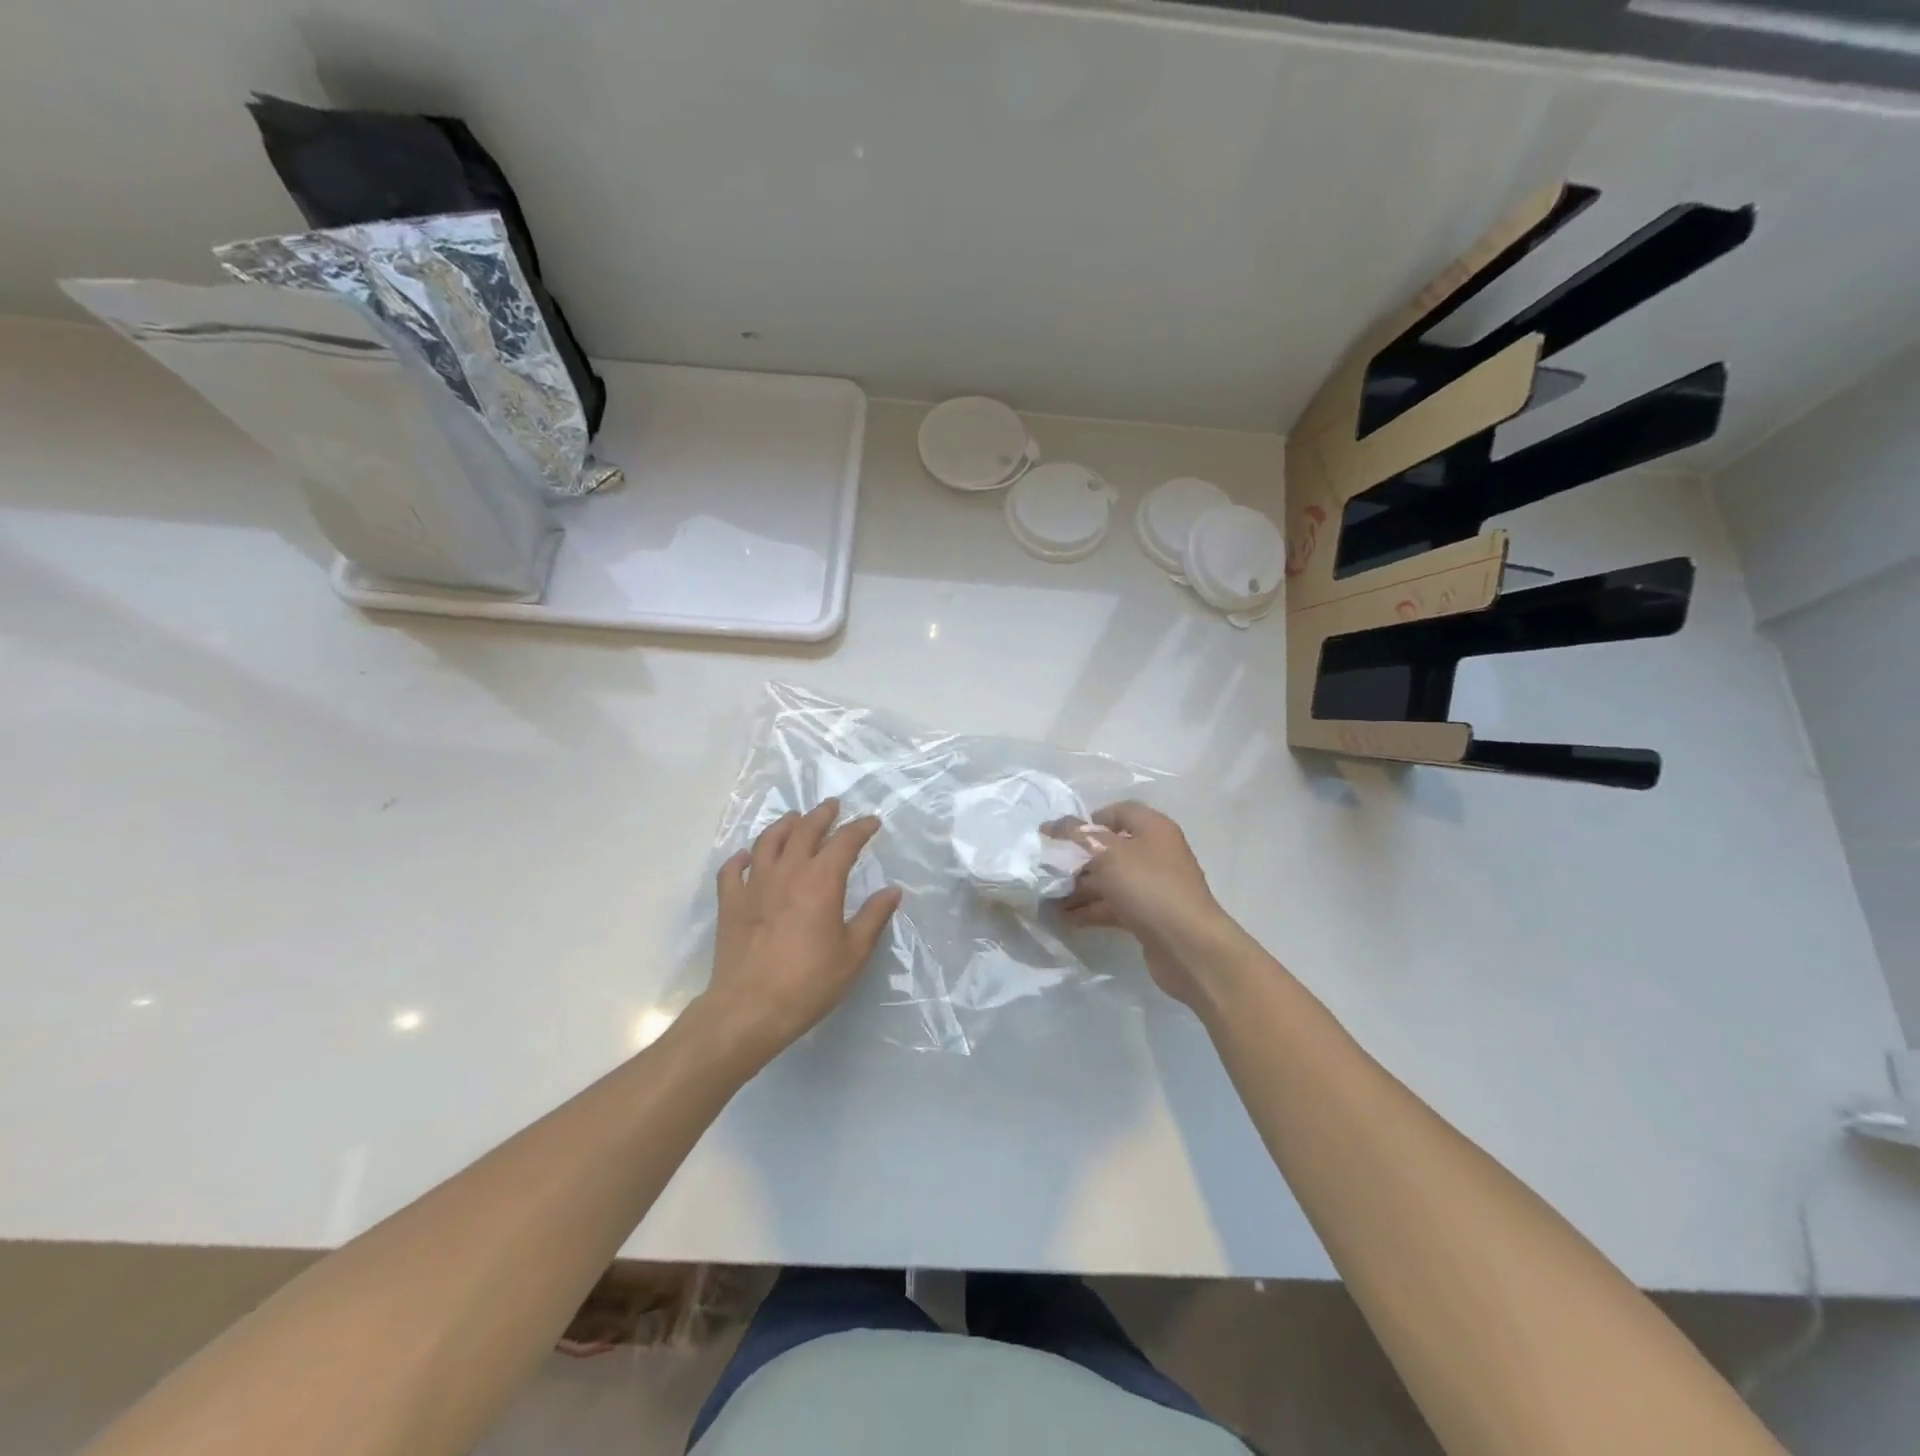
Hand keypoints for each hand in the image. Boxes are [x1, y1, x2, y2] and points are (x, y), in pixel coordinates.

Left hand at [703, 799, 901, 1062]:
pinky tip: (747, 857)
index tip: (872, 822)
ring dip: (784, 825)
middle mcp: (788, 872)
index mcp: (821, 881)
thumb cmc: (809, 982)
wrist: (750, 1008)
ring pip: (768, 841)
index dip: (860, 828)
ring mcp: (754, 885)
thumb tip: (892, 891)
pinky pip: (733, 869)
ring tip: (794, 819)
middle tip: (832, 806)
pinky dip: (741, 858)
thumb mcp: (853, 953)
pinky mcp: (730, 903)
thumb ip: (874, 917)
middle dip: (821, 815)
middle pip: (804, 831)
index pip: (845, 842)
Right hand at [1049, 802, 1239, 1009]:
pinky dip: (1090, 910)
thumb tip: (1053, 825)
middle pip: (1109, 848)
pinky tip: (1064, 919)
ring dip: (1079, 888)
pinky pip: (1113, 906)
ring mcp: (1153, 886)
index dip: (1087, 820)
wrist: (1188, 945)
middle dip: (1077, 859)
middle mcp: (1155, 853)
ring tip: (1047, 899)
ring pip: (1109, 880)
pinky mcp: (1148, 915)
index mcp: (1152, 828)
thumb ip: (1078, 835)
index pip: (1117, 812)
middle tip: (1047, 870)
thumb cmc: (1148, 887)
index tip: (1059, 836)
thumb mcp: (1108, 853)